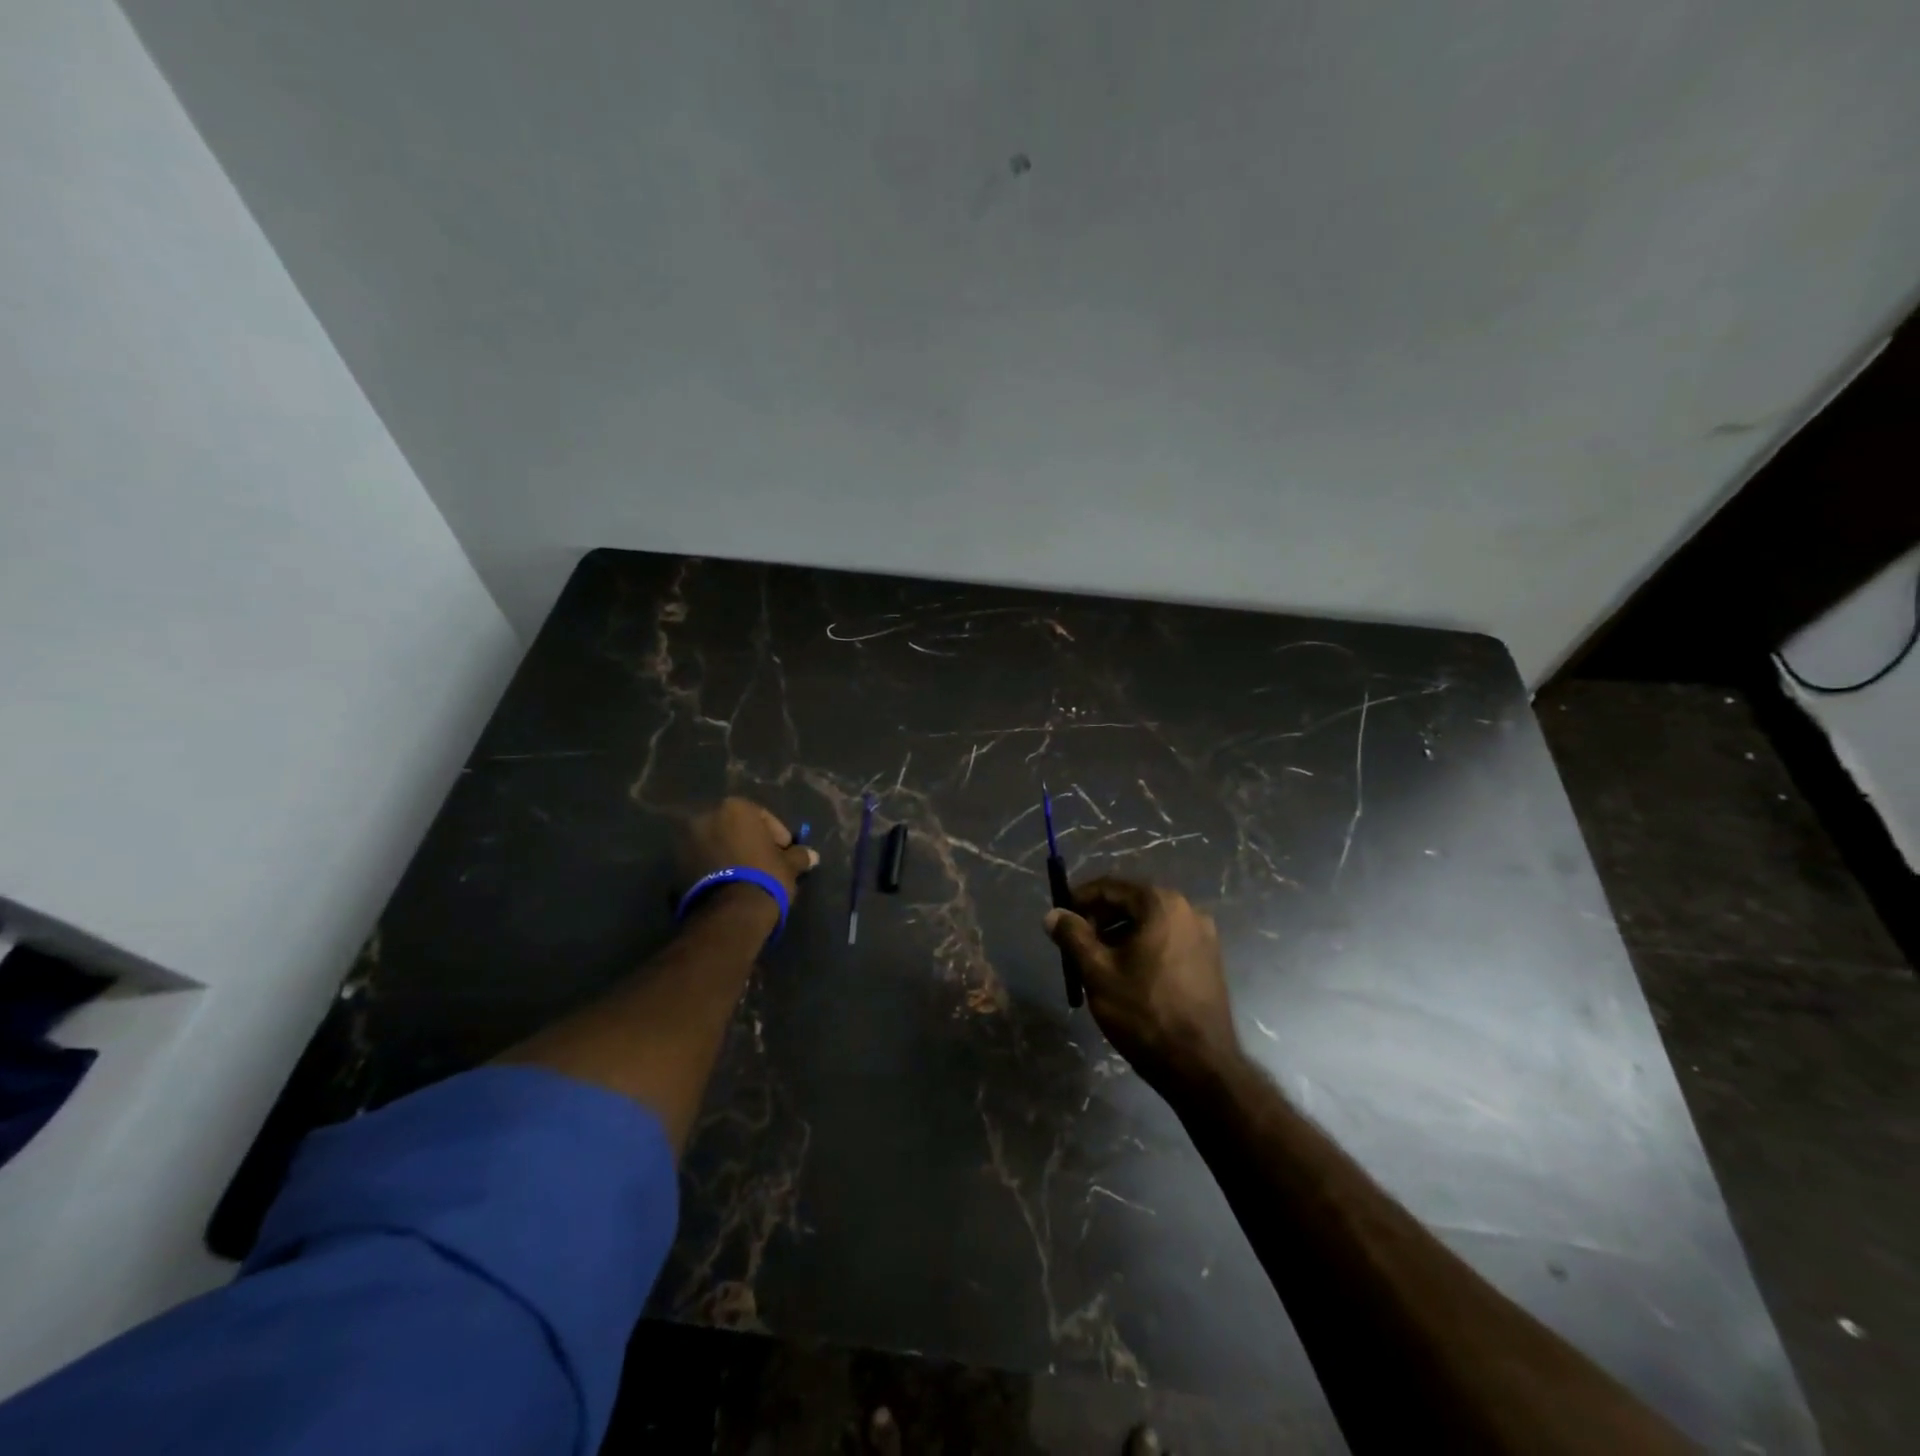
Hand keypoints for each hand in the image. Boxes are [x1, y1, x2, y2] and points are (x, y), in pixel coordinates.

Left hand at [678, 797, 819, 900]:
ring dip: (729, 854)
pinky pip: (701, 861)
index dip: (777, 834)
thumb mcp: (789, 866)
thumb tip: (812, 856)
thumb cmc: (765, 878)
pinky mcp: (675, 866)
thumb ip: (799, 856)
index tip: (785, 852)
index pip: (762, 815)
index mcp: (735, 808)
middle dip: (749, 841)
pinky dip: (714, 868)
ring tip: (745, 875)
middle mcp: (706, 817)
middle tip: (765, 861)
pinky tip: (728, 884)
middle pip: (734, 827)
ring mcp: (686, 841)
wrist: (729, 914)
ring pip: (715, 843)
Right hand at [1045, 877, 1239, 1090]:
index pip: (1111, 886)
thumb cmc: (1144, 1013)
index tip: (1060, 917)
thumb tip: (1052, 915)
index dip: (1080, 898)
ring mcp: (1203, 935)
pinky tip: (1128, 974)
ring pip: (1150, 922)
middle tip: (1076, 942)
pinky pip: (1167, 940)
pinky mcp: (1209, 959)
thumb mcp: (1098, 972)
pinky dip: (1143, 947)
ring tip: (1098, 962)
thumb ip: (1073, 936)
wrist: (1200, 1066)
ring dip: (1120, 933)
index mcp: (1161, 904)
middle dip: (1100, 918)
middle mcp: (1187, 910)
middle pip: (1132, 901)